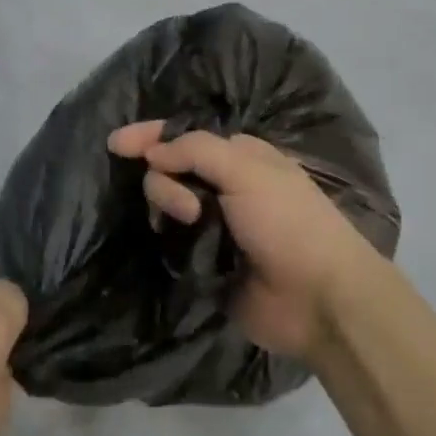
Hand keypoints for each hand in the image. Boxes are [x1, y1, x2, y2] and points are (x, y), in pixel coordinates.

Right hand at [107, 122, 384, 363]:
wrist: (320, 299)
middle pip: (168, 169)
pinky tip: (173, 246)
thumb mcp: (248, 171)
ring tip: (190, 227)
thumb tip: (152, 152)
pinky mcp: (205, 261)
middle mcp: (224, 186)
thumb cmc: (289, 223)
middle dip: (165, 181)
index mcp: (240, 156)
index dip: (149, 136)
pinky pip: (171, 242)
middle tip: (189, 209)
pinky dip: (167, 239)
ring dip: (167, 208)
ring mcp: (214, 225)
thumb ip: (196, 151)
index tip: (115, 145)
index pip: (184, 136)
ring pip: (166, 204)